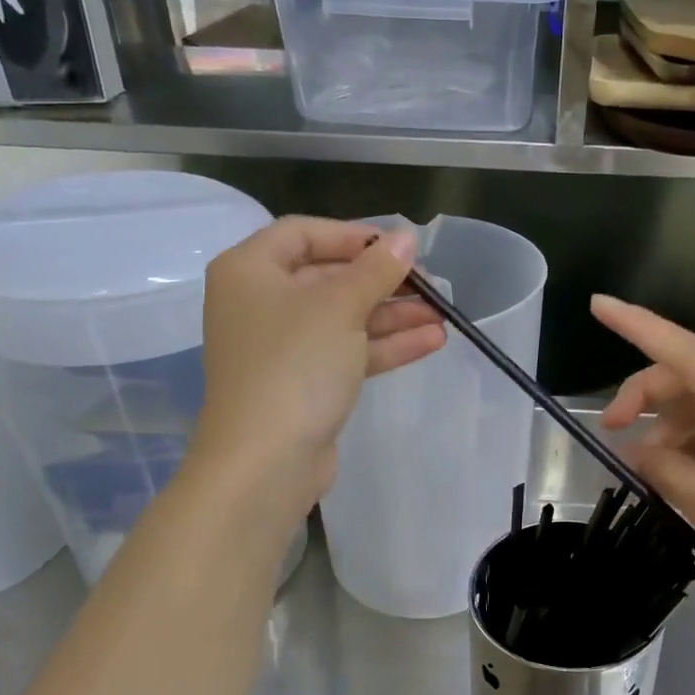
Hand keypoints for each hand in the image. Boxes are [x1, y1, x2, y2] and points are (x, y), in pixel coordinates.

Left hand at [196, 217, 444, 513]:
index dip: (354, 235)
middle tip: (430, 285)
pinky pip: (346, 353)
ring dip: (393, 316)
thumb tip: (406, 237)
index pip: (303, 233)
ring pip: (343, 319)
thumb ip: (376, 269)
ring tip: (443, 316)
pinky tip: (431, 342)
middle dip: (383, 282)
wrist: (265, 461)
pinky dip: (384, 346)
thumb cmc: (294, 365)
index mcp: (250, 271)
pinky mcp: (303, 384)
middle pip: (329, 278)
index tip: (398, 246)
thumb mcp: (340, 307)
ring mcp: (282, 347)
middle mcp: (260, 303)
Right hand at [594, 295, 694, 631]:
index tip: (598, 306)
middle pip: (692, 378)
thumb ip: (671, 473)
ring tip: (641, 466)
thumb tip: (634, 450)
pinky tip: (668, 473)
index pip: (692, 356)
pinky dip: (685, 447)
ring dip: (664, 427)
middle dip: (645, 394)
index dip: (641, 327)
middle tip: (609, 430)